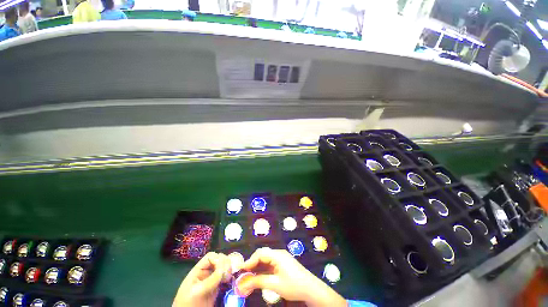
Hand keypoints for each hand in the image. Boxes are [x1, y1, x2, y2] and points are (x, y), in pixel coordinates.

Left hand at [173, 252, 231, 306]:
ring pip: (223, 267)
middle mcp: (206, 272)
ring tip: (228, 277)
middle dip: (225, 263)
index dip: (217, 259)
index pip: (210, 257)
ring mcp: (212, 279)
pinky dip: (228, 275)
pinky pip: (224, 276)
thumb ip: (210, 280)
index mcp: (198, 270)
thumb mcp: (197, 291)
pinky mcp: (216, 287)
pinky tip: (229, 279)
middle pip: (218, 259)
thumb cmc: (188, 303)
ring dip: (228, 268)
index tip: (222, 269)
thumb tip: (224, 269)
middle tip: (227, 273)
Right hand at [238, 247, 346, 306]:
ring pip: (266, 260)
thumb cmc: (293, 285)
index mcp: (277, 255)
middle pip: (262, 255)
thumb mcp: (275, 284)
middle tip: (243, 274)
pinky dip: (263, 269)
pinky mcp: (283, 264)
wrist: (310, 288)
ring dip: (257, 267)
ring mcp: (281, 259)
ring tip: (248, 276)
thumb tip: (244, 282)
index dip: (250, 261)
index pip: (260, 253)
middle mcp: (278, 254)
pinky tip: (258, 276)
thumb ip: (259, 281)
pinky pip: (270, 264)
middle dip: (252, 263)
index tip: (241, 270)